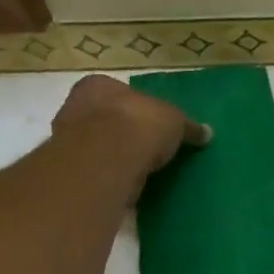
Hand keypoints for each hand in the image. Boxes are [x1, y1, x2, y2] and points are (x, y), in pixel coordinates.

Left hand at [50, 75, 209, 190]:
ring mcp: (66, 142)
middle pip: (103, 119)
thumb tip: (207, 133)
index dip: (136, 107)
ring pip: (96, 148)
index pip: (117, 92)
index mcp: (97, 86)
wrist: (106, 160)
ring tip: (142, 172)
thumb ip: (188, 126)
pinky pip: (96, 173)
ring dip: (115, 158)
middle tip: (148, 149)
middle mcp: (75, 108)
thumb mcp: (175, 120)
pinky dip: (111, 179)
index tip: (152, 124)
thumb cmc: (138, 124)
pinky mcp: (70, 173)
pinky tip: (129, 187)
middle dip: (123, 133)